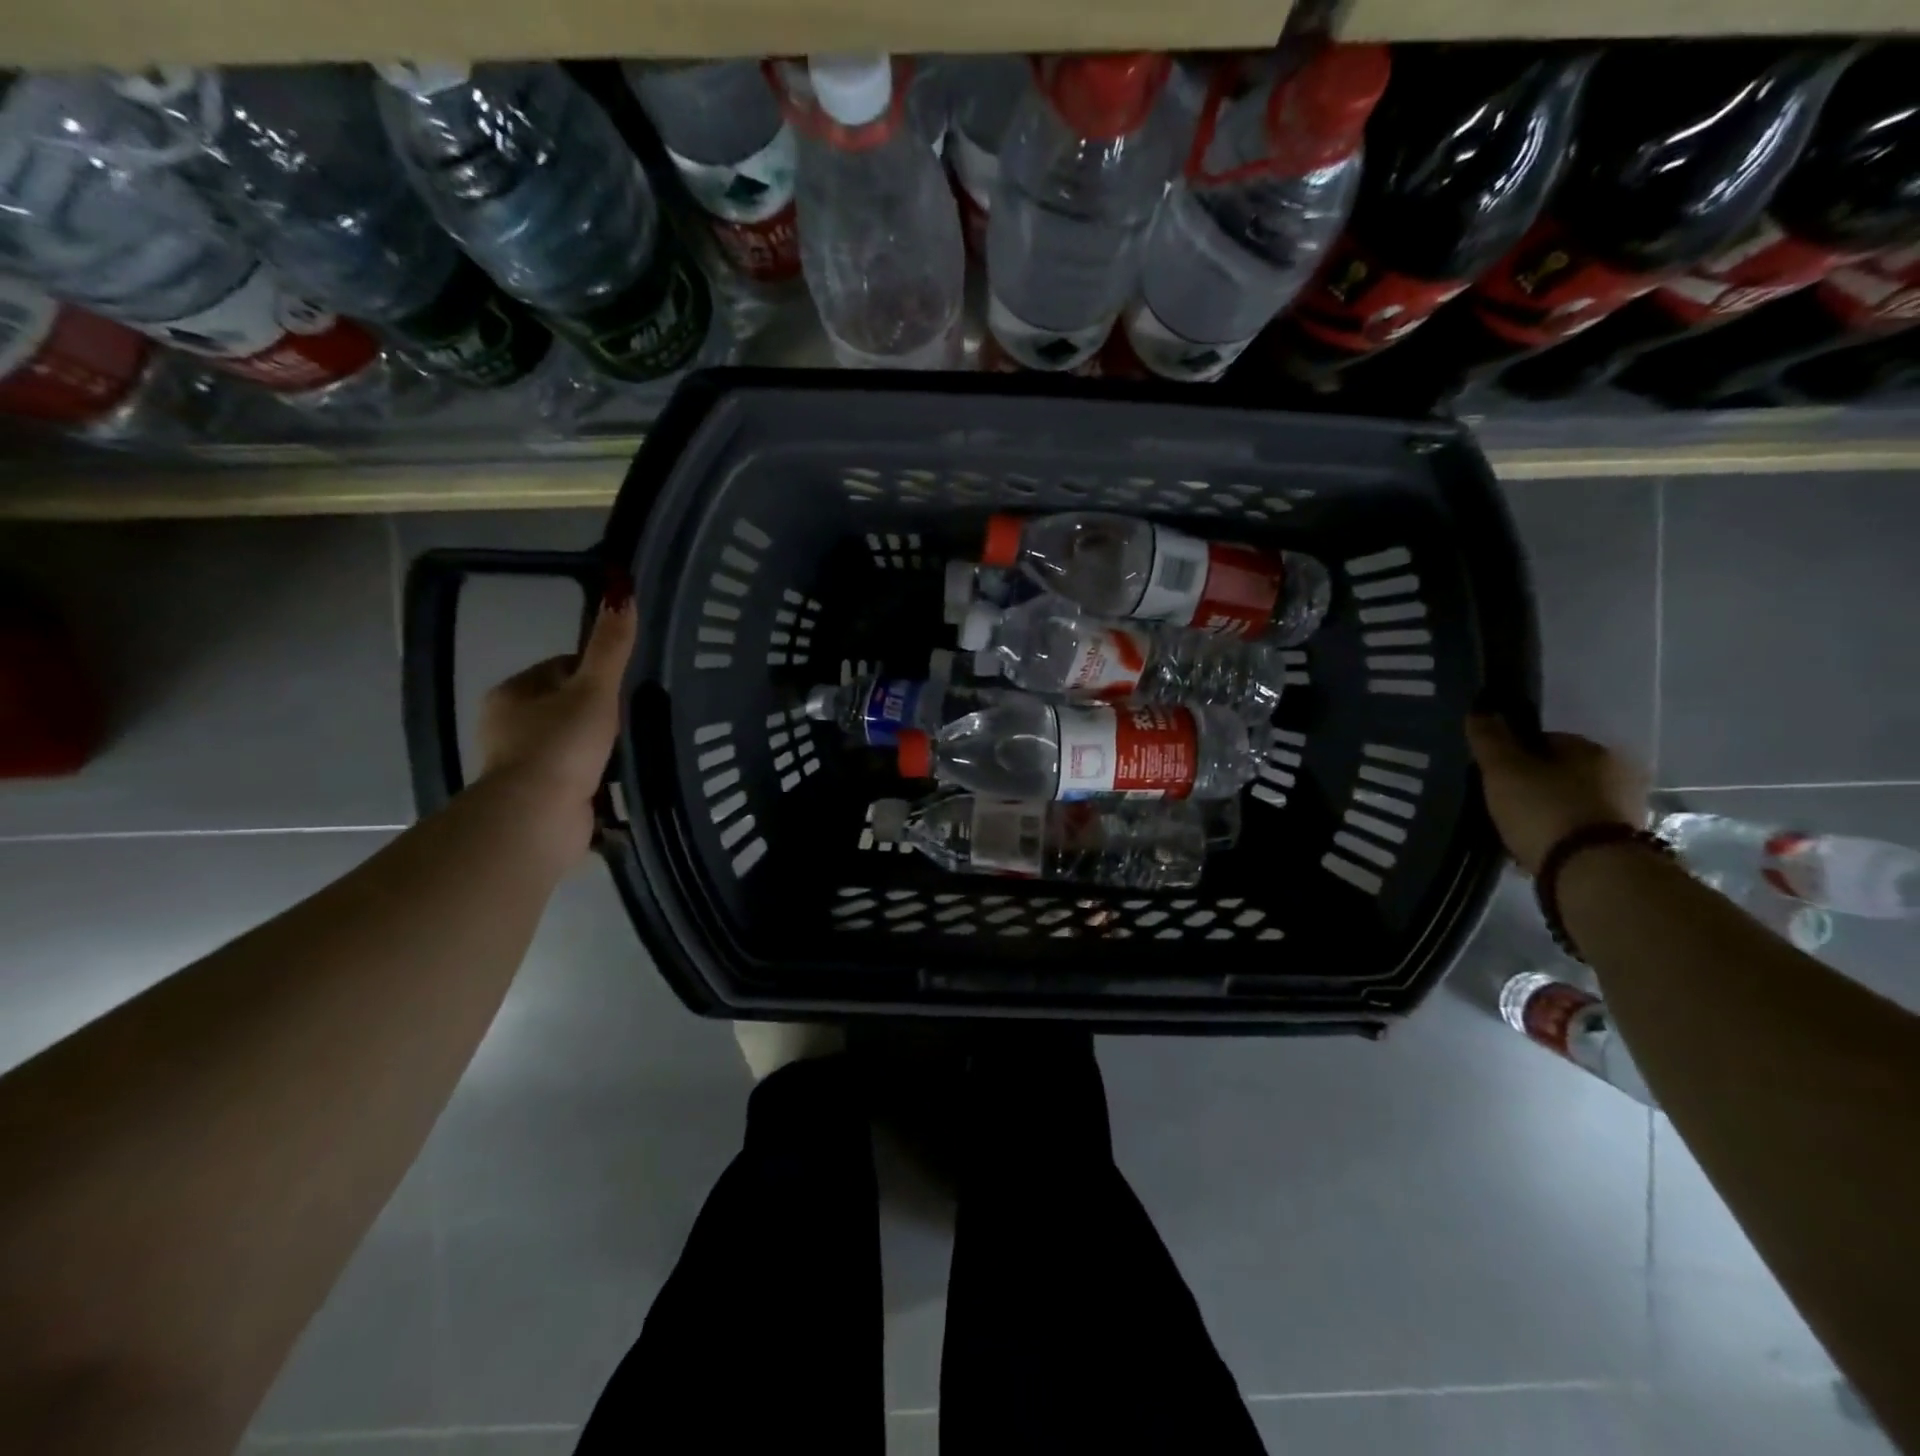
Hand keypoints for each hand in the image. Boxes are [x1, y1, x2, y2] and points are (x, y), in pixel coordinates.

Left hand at [477, 594, 636, 862]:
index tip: (626, 687)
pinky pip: (577, 778)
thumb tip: (621, 587)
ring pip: (573, 744)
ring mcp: (523, 764)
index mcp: (513, 693)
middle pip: (568, 707)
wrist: (537, 817)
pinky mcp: (541, 797)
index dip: (596, 674)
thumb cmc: (562, 745)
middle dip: (601, 715)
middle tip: (637, 720)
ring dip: (601, 750)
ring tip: (636, 751)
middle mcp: (510, 726)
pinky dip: (598, 780)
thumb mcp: (594, 689)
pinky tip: (623, 782)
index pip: (561, 668)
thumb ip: (610, 646)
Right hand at [1465, 714, 1646, 875]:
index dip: (1513, 755)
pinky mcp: (1622, 843)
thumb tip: (1480, 710)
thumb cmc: (1544, 809)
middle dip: (1532, 784)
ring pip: (1570, 801)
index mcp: (1592, 749)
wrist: (1591, 871)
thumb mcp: (1504, 770)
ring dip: (1546, 811)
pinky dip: (1559, 834)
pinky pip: (1579, 829)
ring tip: (1515, 829)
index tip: (1493, 775)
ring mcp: (1625, 810)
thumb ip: (1490, 739)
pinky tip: (1536, 847)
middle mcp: (1618, 773)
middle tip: (1501, 803)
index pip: (1545, 740)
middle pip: (1559, 772)